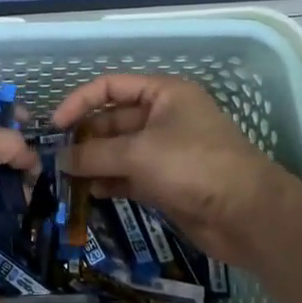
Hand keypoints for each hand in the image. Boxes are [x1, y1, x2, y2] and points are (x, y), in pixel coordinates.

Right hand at [51, 73, 301, 264]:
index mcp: (163, 94)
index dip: (80, 102)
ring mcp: (165, 151)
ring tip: (64, 178)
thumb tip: (60, 159)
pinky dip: (108, 182)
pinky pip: (128, 176)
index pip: (111, 87)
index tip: (54, 126)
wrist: (247, 215)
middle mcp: (163, 117)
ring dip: (93, 163)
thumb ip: (94, 154)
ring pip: (118, 151)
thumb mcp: (138, 153)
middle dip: (84, 138)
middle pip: (112, 120)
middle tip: (55, 158)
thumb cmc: (193, 166)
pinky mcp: (165, 182)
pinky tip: (88, 193)